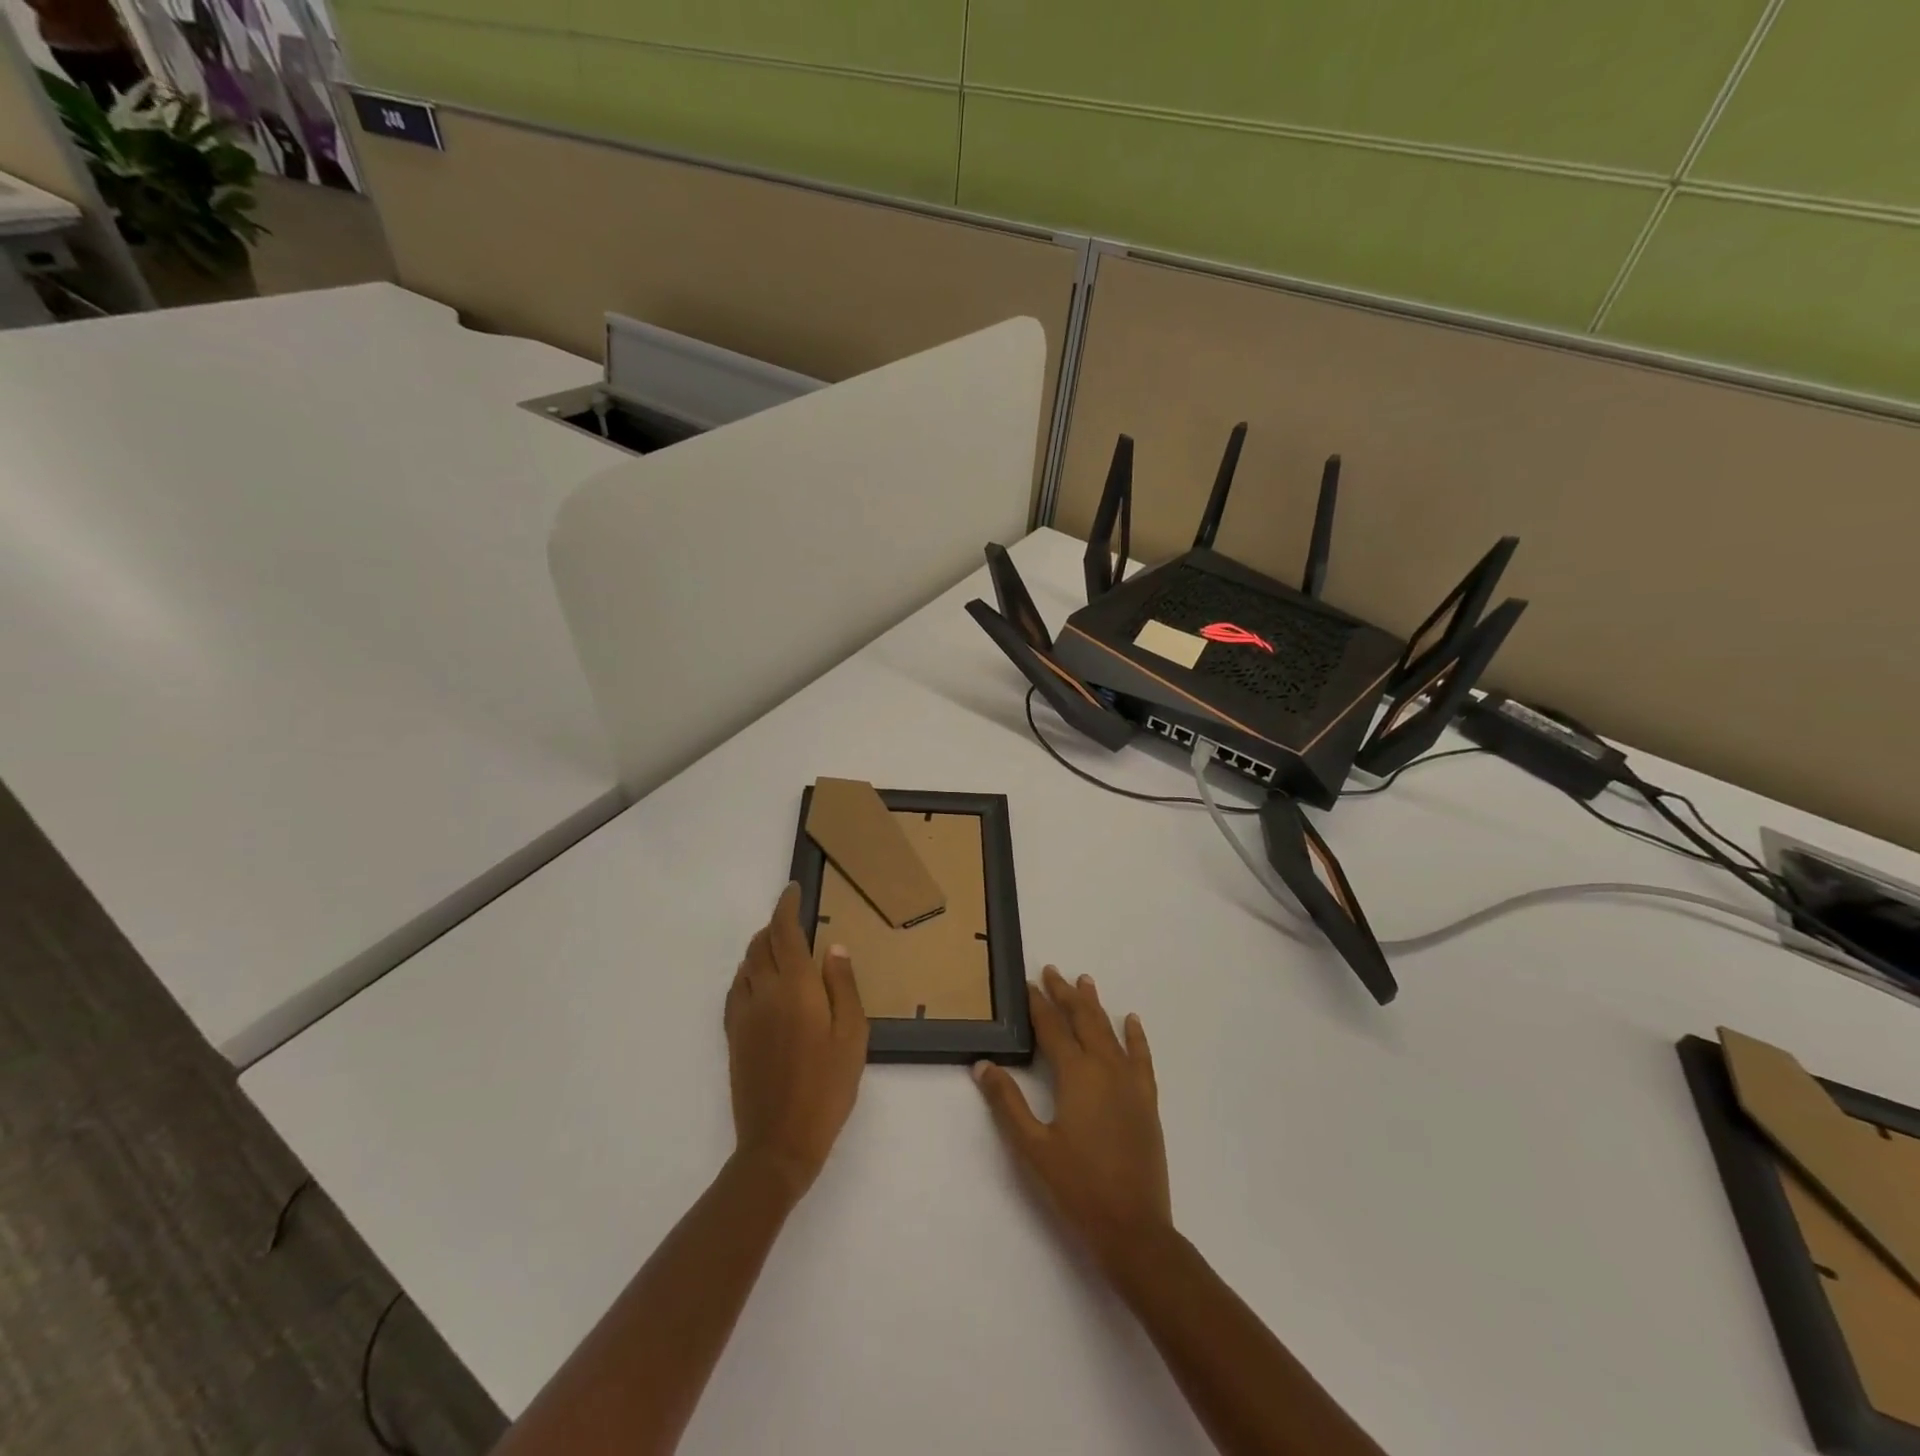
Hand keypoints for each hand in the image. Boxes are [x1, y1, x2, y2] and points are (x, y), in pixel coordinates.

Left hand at [724, 883, 867, 1196]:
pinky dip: (748, 972)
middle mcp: (764, 992)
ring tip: (780, 949)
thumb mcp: (852, 1036)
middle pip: (761, 944)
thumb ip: (843, 986)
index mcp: (796, 988)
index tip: (793, 890)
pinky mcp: (734, 1036)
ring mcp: (744, 1015)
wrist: (779, 1143)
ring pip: (746, 965)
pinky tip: (760, 983)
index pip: (785, 932)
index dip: (786, 906)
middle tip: (793, 921)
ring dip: (761, 947)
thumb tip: (834, 947)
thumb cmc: (827, 1088)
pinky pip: (736, 989)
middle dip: (774, 925)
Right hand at [973, 966, 1171, 1271]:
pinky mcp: (1146, 1100)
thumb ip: (1007, 1102)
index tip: (1027, 983)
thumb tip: (983, 1064)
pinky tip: (1131, 1020)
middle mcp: (1105, 1067)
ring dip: (1095, 1005)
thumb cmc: (1077, 1187)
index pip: (1052, 1028)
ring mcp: (1130, 1082)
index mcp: (1076, 1074)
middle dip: (1065, 994)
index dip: (1038, 1004)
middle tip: (1051, 971)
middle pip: (1082, 1020)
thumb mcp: (1032, 1147)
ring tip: (1084, 981)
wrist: (1134, 1228)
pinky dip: (1135, 1036)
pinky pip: (1141, 1057)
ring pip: (1110, 1031)